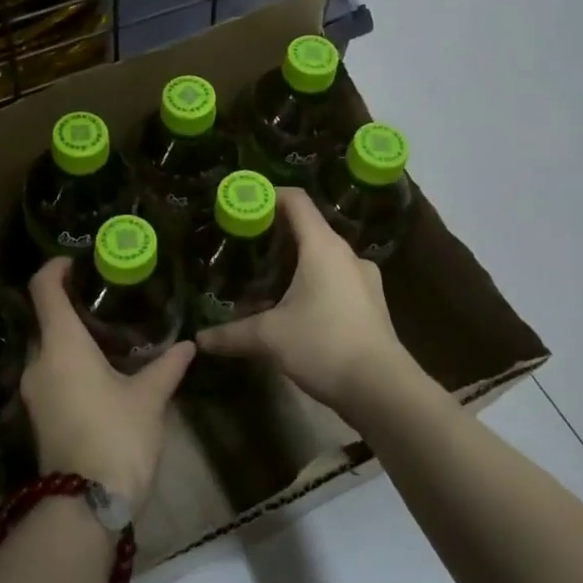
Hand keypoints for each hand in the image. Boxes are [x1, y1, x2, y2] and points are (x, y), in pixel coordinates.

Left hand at [21, 258, 193, 510]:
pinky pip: (50, 374)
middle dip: (71, 306)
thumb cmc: (117, 437)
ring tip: (108, 336)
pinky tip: (99, 373)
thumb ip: (167, 366)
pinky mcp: (37, 417)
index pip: (44, 290)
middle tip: (106, 300)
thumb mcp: (149, 398)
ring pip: (48, 350)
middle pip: (46, 320)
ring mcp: (33, 392)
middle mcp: (39, 362)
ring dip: (71, 339)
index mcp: (62, 345)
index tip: (75, 261)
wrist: (84, 507)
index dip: (55, 268)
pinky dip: (69, 364)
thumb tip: (188, 344)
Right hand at [195, 188, 420, 418]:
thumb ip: (232, 334)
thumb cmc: (324, 345)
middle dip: (276, 234)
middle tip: (245, 247)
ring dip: (295, 263)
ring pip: (323, 257)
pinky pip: (336, 279)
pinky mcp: (371, 303)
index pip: (296, 201)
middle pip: (308, 228)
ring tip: (266, 280)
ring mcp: (364, 279)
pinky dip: (313, 283)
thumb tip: (200, 340)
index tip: (243, 203)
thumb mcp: (270, 337)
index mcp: (323, 247)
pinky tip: (295, 307)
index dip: (269, 194)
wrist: (383, 389)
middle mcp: (347, 254)